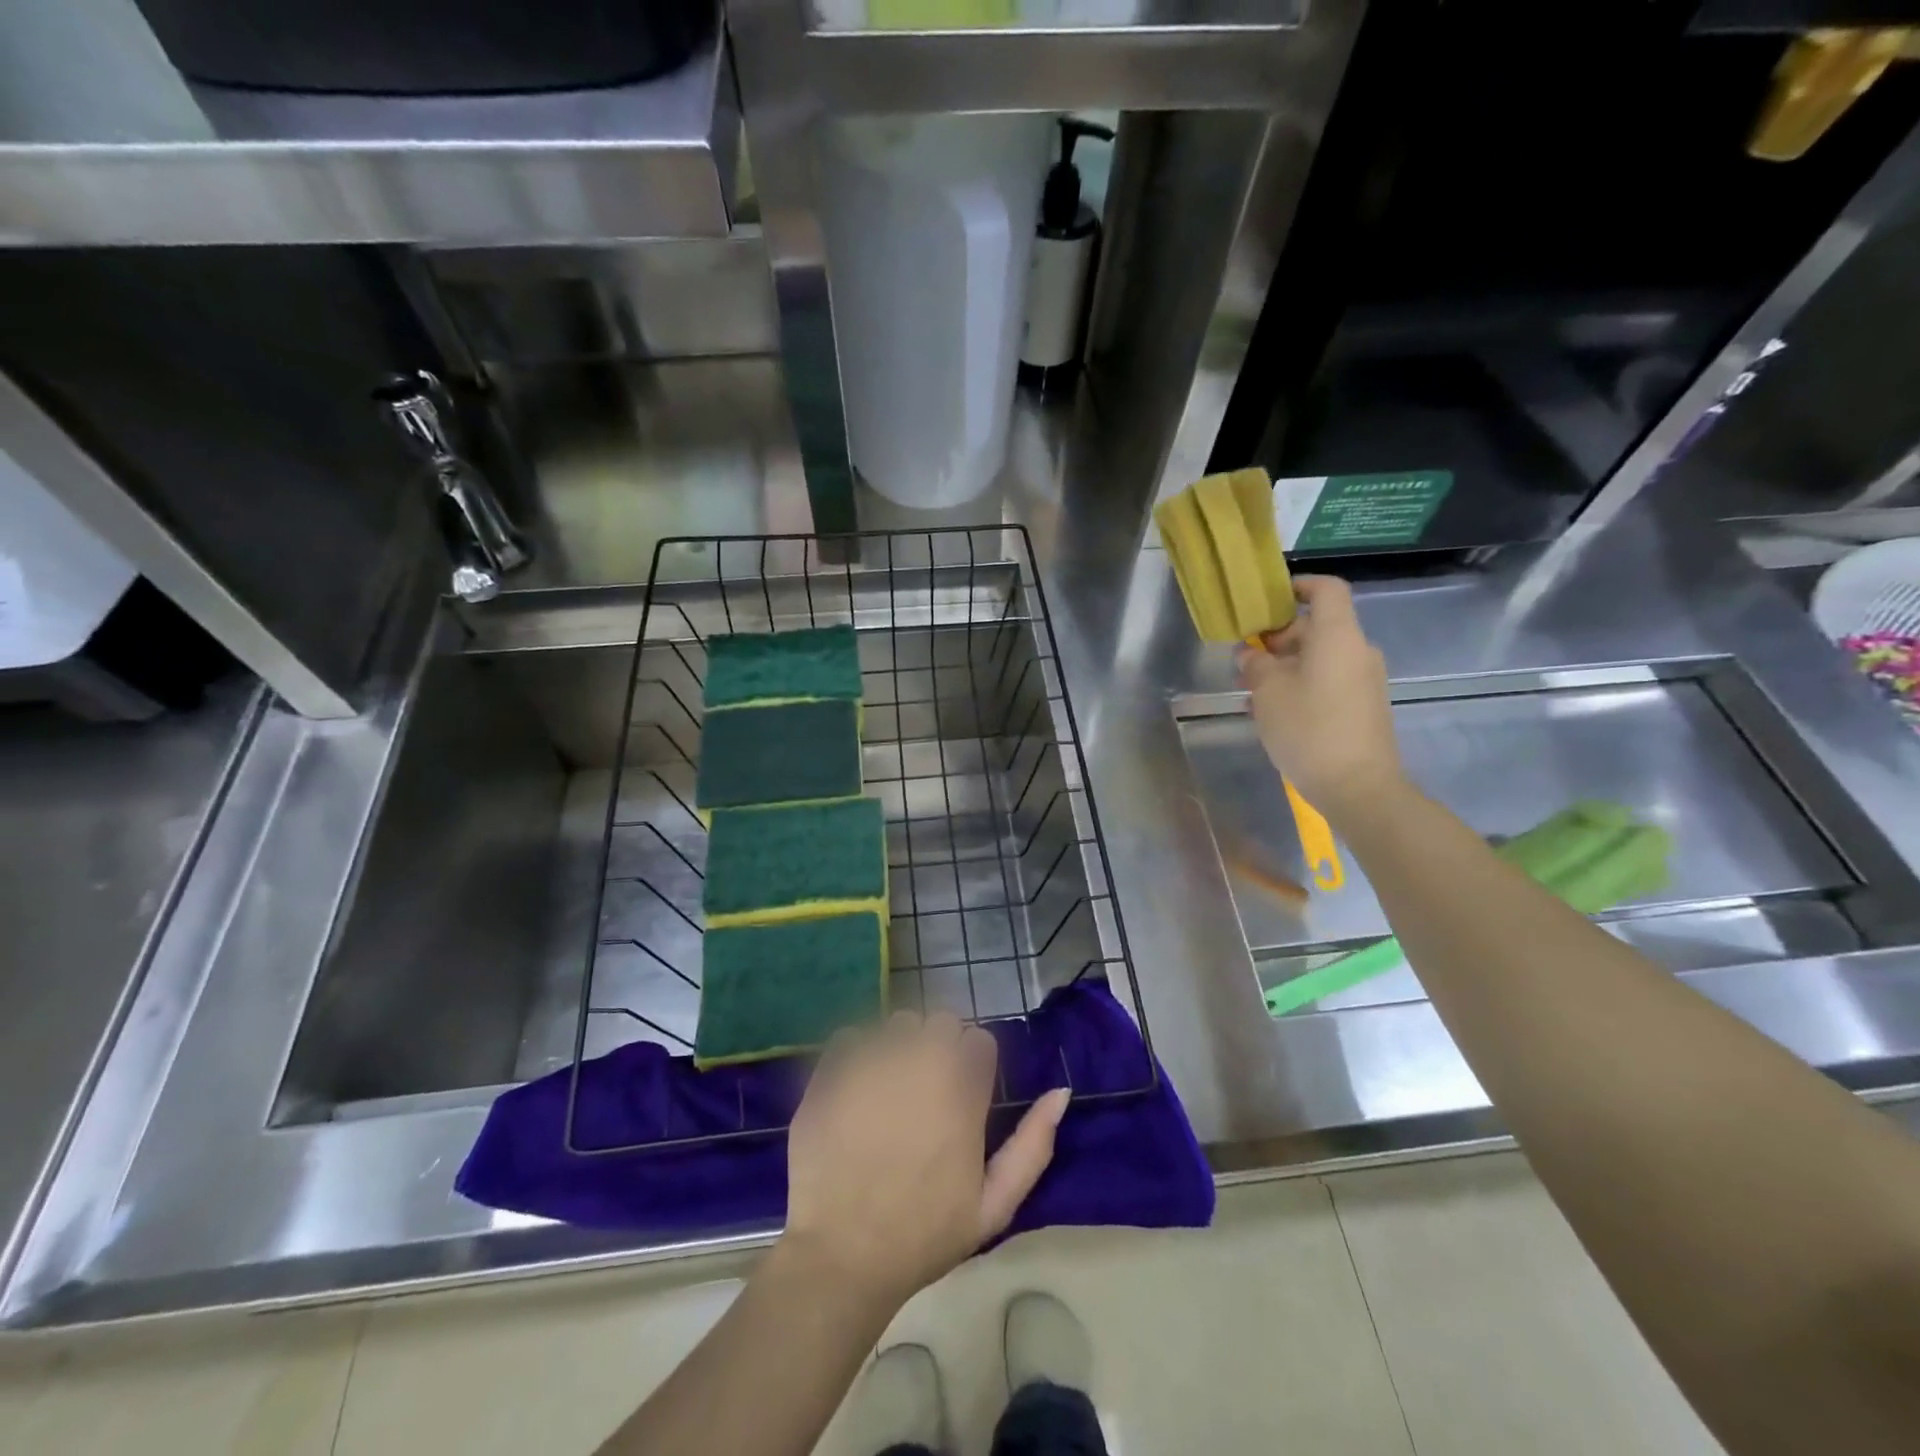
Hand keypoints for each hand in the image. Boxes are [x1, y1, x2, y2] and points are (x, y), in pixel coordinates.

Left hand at [781, 1011, 1070, 1304]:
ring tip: (889, 1089)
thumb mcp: (993, 1207)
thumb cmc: (922, 1235)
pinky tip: (856, 1090)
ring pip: (897, 1024)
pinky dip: (857, 1054)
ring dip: (900, 1046)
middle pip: (940, 1021)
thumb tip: (1061, 1092)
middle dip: (939, 1046)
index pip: (979, 1040)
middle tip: (927, 1089)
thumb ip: (1033, 1145)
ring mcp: (872, 1064)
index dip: (973, 1063)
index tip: (963, 1091)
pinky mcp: (832, 1071)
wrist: (840, 1255)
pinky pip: (852, 1036)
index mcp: (962, 1093)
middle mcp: (920, 1064)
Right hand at [1235, 575, 1405, 820]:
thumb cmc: (1309, 729)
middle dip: (1278, 637)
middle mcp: (1357, 651)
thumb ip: (1255, 664)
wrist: (1358, 787)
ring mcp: (1364, 680)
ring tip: (1251, 689)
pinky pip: (1328, 680)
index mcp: (1338, 636)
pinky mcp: (1363, 706)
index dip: (1299, 586)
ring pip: (1320, 657)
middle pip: (1318, 626)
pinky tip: (1273, 710)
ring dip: (1285, 665)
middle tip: (1244, 658)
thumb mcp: (1269, 692)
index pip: (1326, 590)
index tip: (1269, 600)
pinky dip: (1301, 683)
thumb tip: (1250, 652)